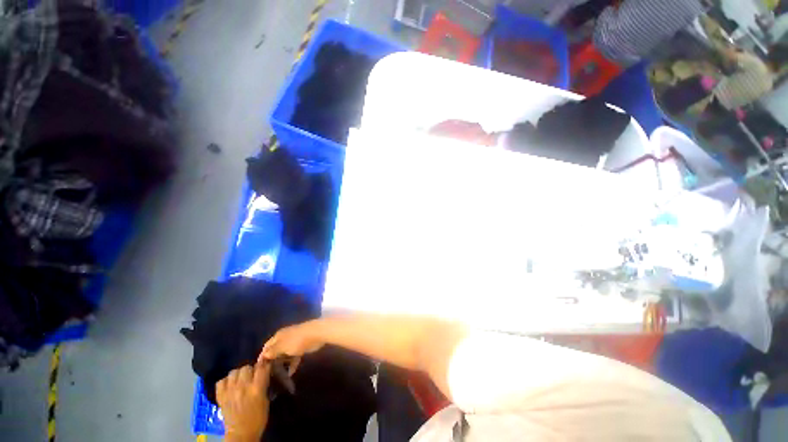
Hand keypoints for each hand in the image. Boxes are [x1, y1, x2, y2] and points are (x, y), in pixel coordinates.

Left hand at [217, 362, 270, 441]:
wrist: (241, 435)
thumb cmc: (258, 418)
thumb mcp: (266, 400)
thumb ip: (264, 384)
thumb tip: (265, 372)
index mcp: (256, 388)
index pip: (262, 367)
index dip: (265, 364)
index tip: (266, 365)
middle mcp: (242, 387)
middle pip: (246, 367)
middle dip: (251, 370)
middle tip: (253, 376)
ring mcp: (229, 392)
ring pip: (233, 372)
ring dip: (238, 374)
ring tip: (241, 380)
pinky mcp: (220, 397)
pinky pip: (221, 381)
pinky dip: (226, 382)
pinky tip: (230, 386)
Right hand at [259, 321, 324, 372]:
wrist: (317, 334)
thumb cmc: (297, 340)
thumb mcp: (282, 346)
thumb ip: (272, 351)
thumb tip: (263, 355)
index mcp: (278, 336)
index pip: (266, 346)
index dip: (262, 357)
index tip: (259, 369)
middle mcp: (284, 339)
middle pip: (275, 351)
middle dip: (272, 362)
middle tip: (268, 375)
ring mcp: (293, 343)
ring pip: (285, 355)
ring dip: (282, 364)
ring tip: (278, 377)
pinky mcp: (301, 347)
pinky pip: (294, 357)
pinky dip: (292, 364)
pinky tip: (290, 373)